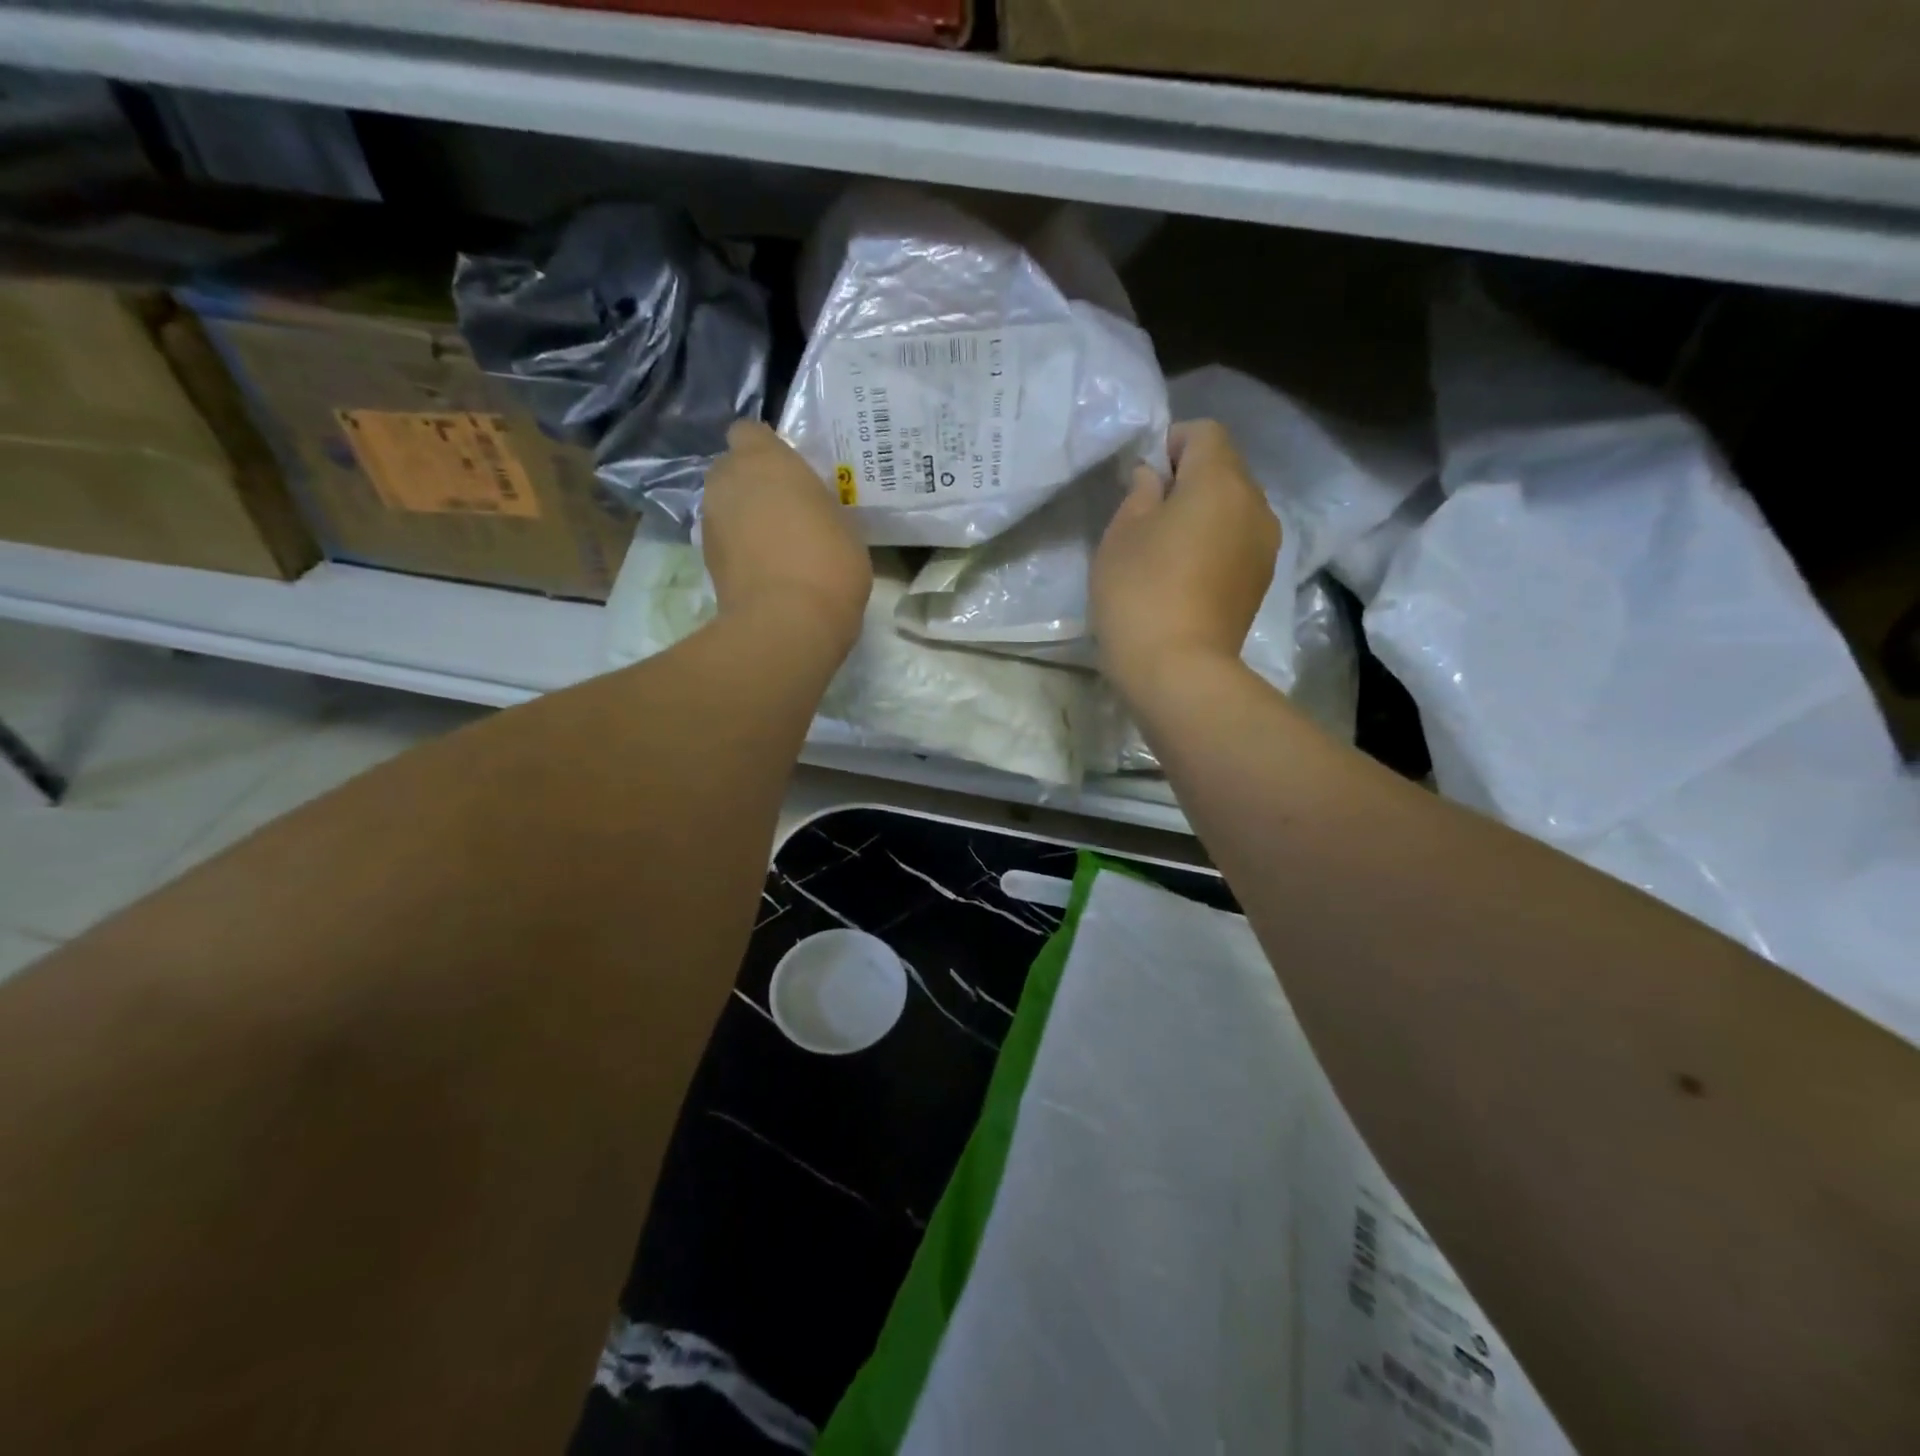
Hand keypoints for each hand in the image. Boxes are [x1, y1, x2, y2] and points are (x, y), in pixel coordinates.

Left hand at [702, 420, 872, 651]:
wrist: (788, 623)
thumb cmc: (828, 562)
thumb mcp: (843, 525)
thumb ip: (817, 506)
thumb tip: (806, 512)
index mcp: (764, 460)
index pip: (749, 432)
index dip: (766, 450)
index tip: (790, 473)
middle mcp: (727, 481)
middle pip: (733, 470)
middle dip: (752, 484)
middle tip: (787, 510)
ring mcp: (711, 521)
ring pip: (725, 507)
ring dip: (744, 519)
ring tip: (778, 547)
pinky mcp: (706, 560)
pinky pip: (725, 542)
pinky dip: (740, 550)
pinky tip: (767, 572)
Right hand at [1091, 420, 1280, 702]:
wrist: (1179, 671)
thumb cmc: (1140, 593)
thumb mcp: (1121, 534)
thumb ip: (1140, 492)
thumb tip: (1154, 477)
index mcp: (1220, 481)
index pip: (1204, 433)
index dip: (1171, 443)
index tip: (1143, 479)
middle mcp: (1255, 503)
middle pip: (1225, 469)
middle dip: (1189, 479)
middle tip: (1149, 516)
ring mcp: (1265, 545)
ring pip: (1234, 508)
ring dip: (1205, 514)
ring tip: (1168, 550)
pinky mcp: (1262, 580)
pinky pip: (1239, 541)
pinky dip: (1216, 544)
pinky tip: (1187, 577)